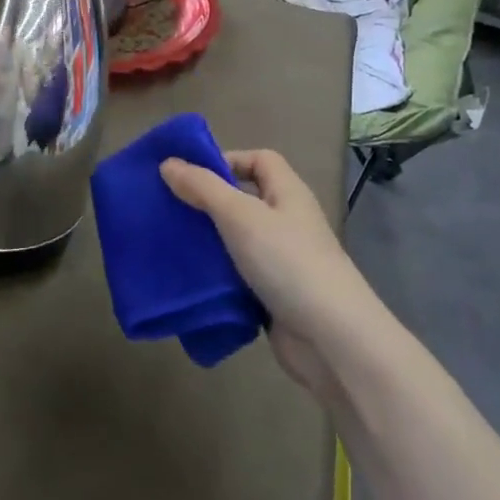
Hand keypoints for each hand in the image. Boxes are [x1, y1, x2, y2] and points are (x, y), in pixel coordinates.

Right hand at [161, 150, 392, 399]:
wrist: (331, 339)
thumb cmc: (287, 262)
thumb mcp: (239, 216)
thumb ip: (202, 187)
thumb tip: (168, 163)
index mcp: (287, 193)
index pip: (259, 160)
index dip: (227, 160)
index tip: (189, 176)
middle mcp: (287, 221)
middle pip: (244, 199)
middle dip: (208, 202)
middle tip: (170, 209)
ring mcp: (282, 260)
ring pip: (237, 240)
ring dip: (209, 241)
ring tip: (170, 242)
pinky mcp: (273, 294)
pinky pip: (238, 275)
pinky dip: (217, 276)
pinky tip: (190, 279)